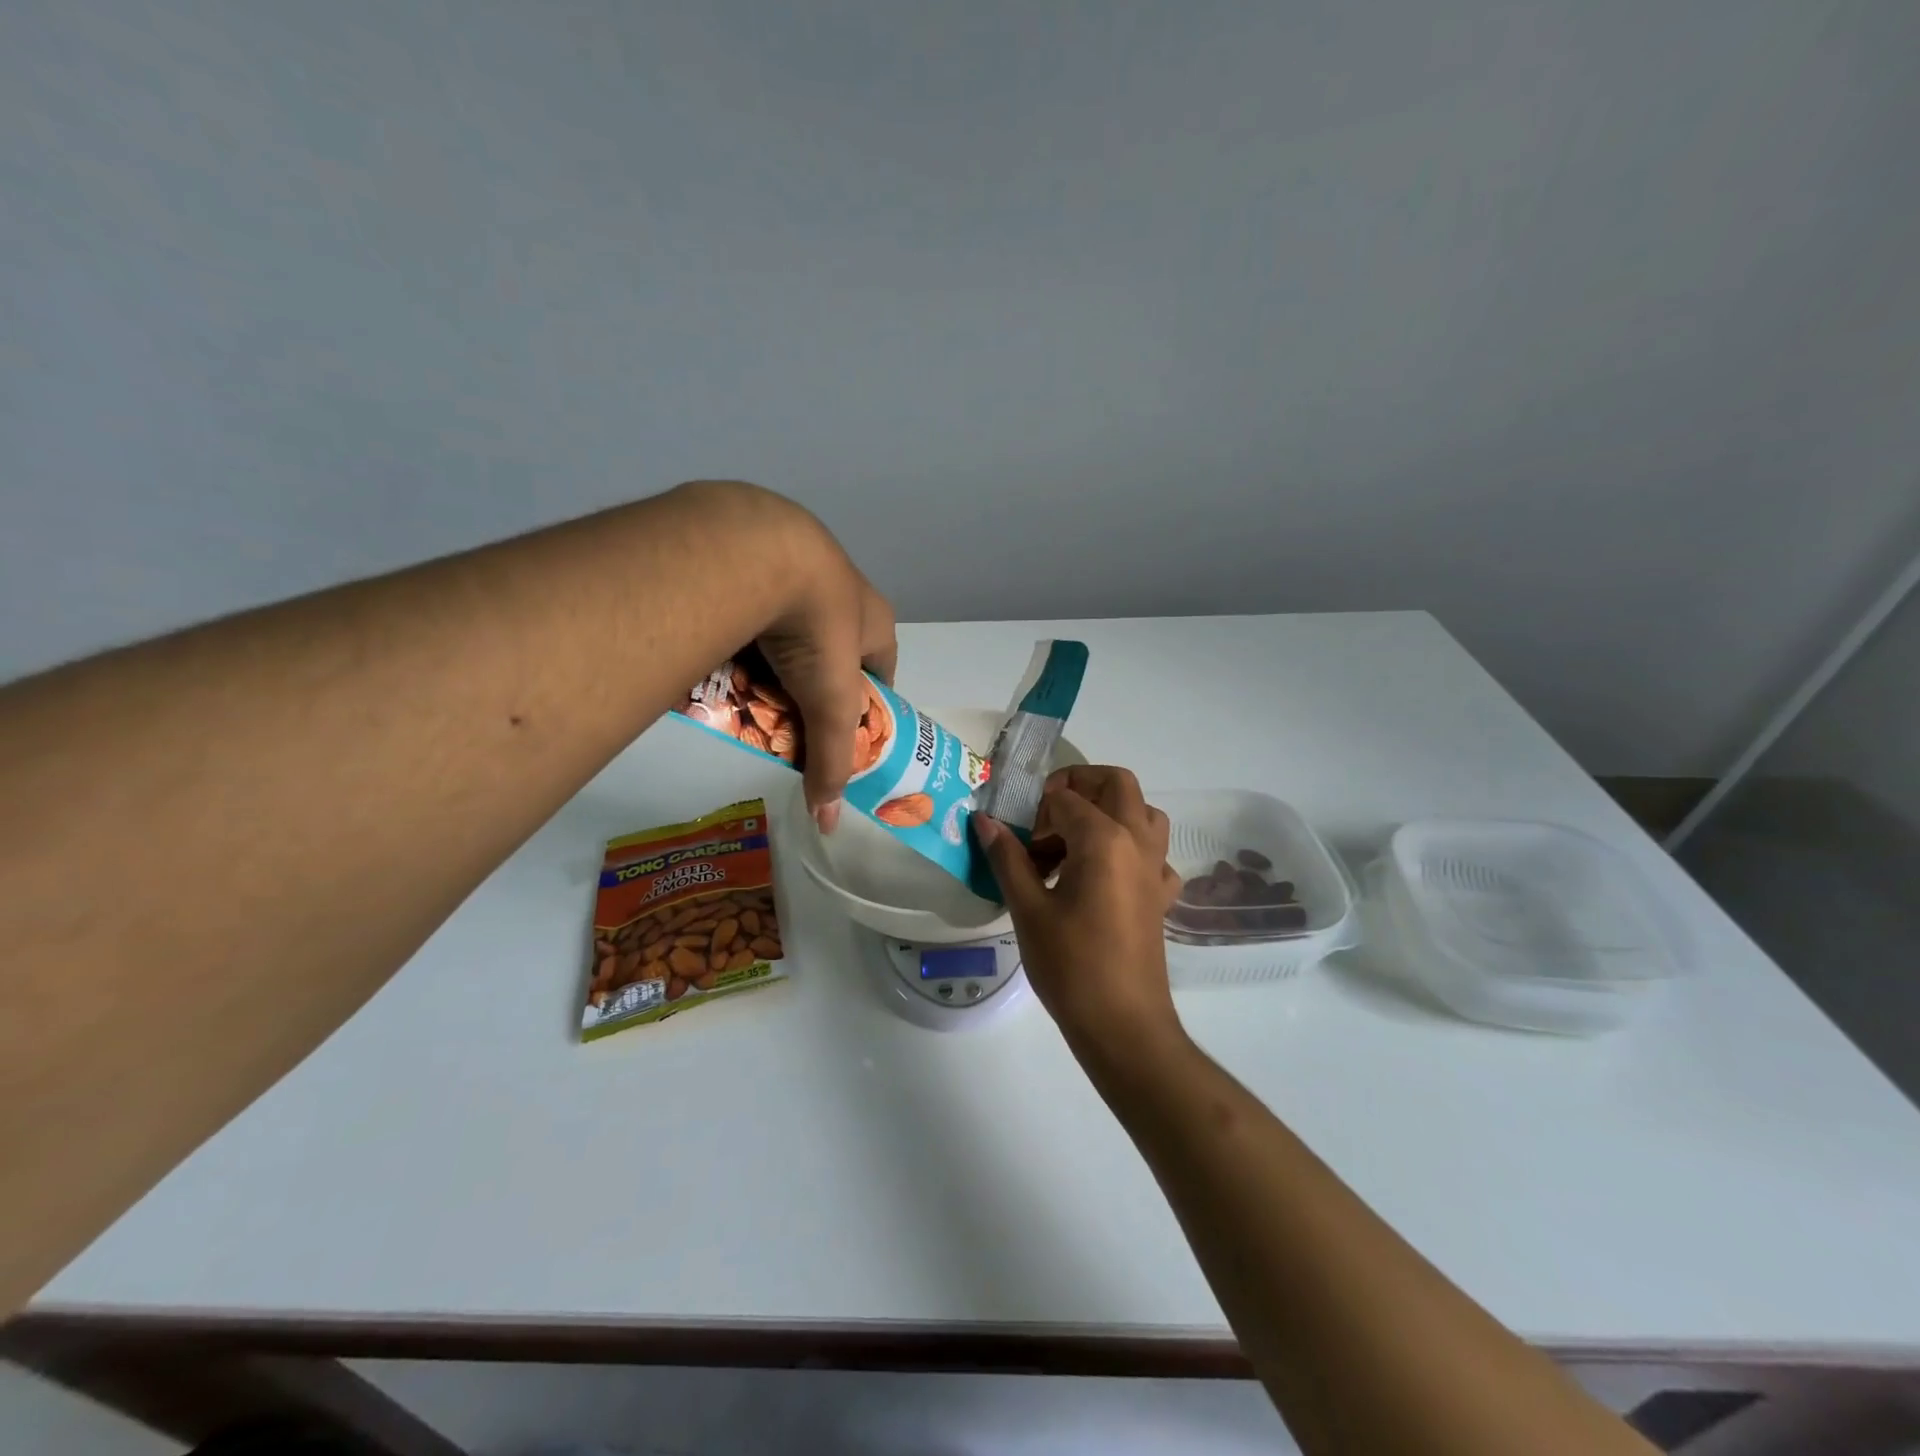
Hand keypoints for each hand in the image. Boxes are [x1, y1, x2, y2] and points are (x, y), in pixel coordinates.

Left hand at [674, 482, 896, 833]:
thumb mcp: (831, 704)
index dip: (865, 702)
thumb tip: (830, 823)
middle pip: (831, 651)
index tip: (843, 732)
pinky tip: (720, 654)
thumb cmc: (816, 629)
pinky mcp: (753, 561)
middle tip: (787, 716)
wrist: (756, 552)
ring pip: (789, 628)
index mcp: (874, 618)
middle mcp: (841, 590)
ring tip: (748, 690)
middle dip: (812, 685)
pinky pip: (752, 608)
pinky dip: (742, 633)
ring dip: (775, 658)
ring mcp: (794, 570)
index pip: (881, 668)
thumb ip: (831, 760)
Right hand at [975, 766, 1184, 1059]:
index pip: (1064, 798)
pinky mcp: (1162, 894)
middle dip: (1079, 785)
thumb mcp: (1028, 910)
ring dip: (1109, 811)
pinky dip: (1129, 849)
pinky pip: (1152, 853)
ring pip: (1142, 812)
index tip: (1015, 843)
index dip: (1033, 813)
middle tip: (1045, 814)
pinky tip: (1102, 877)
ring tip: (1072, 842)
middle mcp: (1137, 842)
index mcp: (1104, 839)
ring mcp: (1156, 867)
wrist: (1124, 1026)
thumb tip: (984, 821)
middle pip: (1116, 783)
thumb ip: (1008, 858)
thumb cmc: (1071, 967)